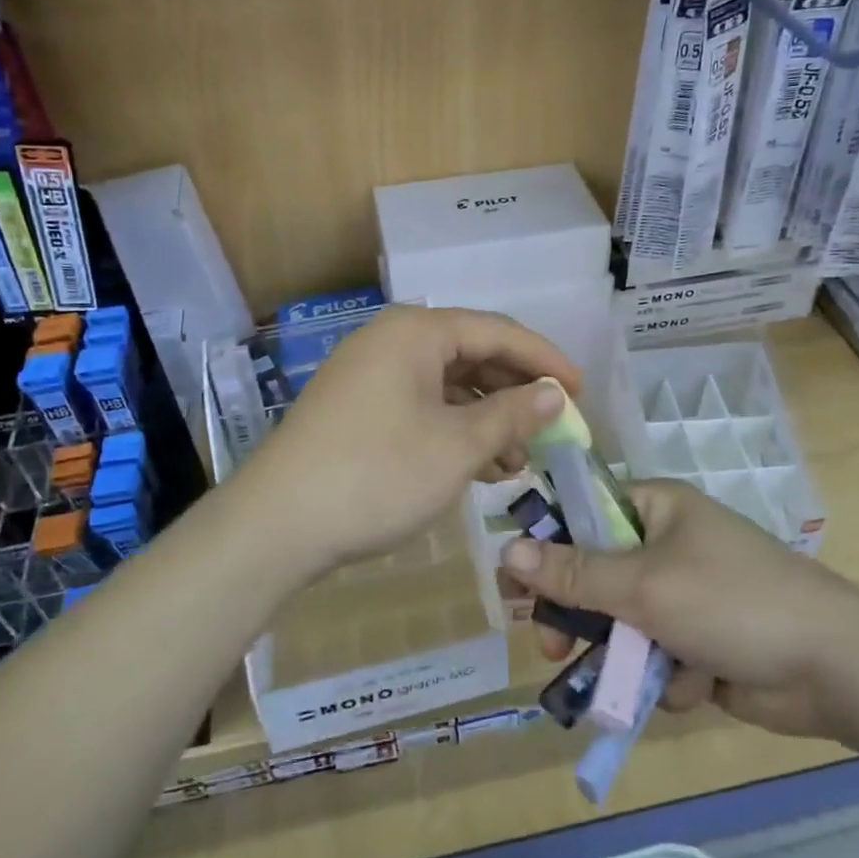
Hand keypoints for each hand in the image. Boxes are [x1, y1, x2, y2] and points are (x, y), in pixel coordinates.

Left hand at [241, 306, 580, 579]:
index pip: (498, 332)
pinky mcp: (357, 410)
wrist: (276, 525)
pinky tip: (479, 467)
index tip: (581, 393)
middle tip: (552, 430)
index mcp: (416, 332)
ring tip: (518, 462)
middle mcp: (391, 342)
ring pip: (447, 387)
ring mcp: (369, 376)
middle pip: (472, 356)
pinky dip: (454, 432)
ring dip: (487, 420)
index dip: (546, 361)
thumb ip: (512, 414)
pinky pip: (421, 408)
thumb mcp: (457, 446)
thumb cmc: (377, 475)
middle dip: (515, 395)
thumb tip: (555, 394)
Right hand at [502, 480, 858, 739]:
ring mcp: (686, 595)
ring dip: (625, 654)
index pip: (583, 513)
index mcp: (657, 508)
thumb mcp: (644, 584)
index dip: (546, 545)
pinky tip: (696, 685)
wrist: (835, 666)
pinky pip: (656, 657)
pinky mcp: (702, 642)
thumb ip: (575, 573)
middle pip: (597, 575)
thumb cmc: (732, 602)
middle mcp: (667, 544)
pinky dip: (667, 675)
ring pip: (623, 624)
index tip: (515, 585)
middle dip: (580, 615)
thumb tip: (506, 551)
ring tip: (630, 679)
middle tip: (551, 644)